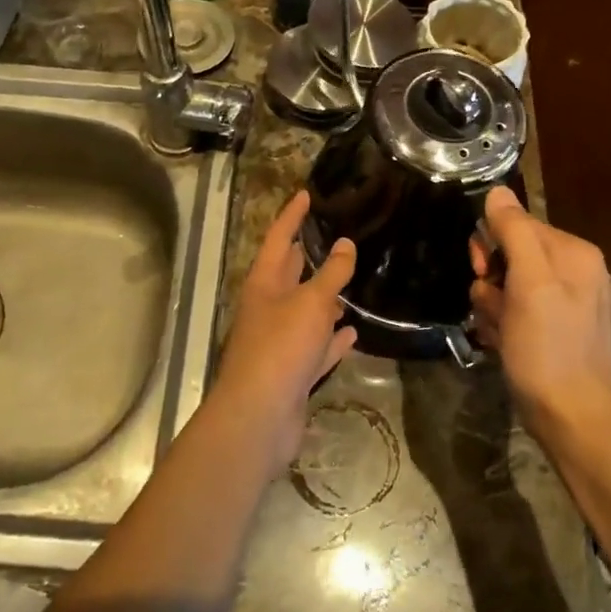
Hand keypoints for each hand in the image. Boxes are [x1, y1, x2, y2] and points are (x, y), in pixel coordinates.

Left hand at [212, 191, 357, 466]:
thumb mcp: (311, 303)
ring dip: (323, 298)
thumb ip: (331, 274)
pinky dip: (331, 339)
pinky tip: (351, 333)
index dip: (292, 215)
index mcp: (264, 284)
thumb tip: (345, 243)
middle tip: (331, 234)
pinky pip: (316, 347)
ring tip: (348, 281)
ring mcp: (278, 342)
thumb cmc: (280, 348)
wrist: (259, 417)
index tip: (306, 194)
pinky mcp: (291, 372)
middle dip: (306, 254)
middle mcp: (268, 308)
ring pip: (304, 311)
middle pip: (288, 273)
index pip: (278, 238)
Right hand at [469, 187, 610, 442]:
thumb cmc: (548, 349)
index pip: (518, 224)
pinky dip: (503, 324)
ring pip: (507, 284)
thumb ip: (514, 232)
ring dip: (493, 305)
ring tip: (500, 332)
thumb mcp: (530, 284)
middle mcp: (575, 272)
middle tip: (492, 305)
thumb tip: (497, 191)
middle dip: (492, 279)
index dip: (493, 244)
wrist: (572, 421)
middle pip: (511, 253)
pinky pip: (516, 310)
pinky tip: (504, 344)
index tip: (483, 269)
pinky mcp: (554, 330)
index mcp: (575, 254)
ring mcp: (566, 303)